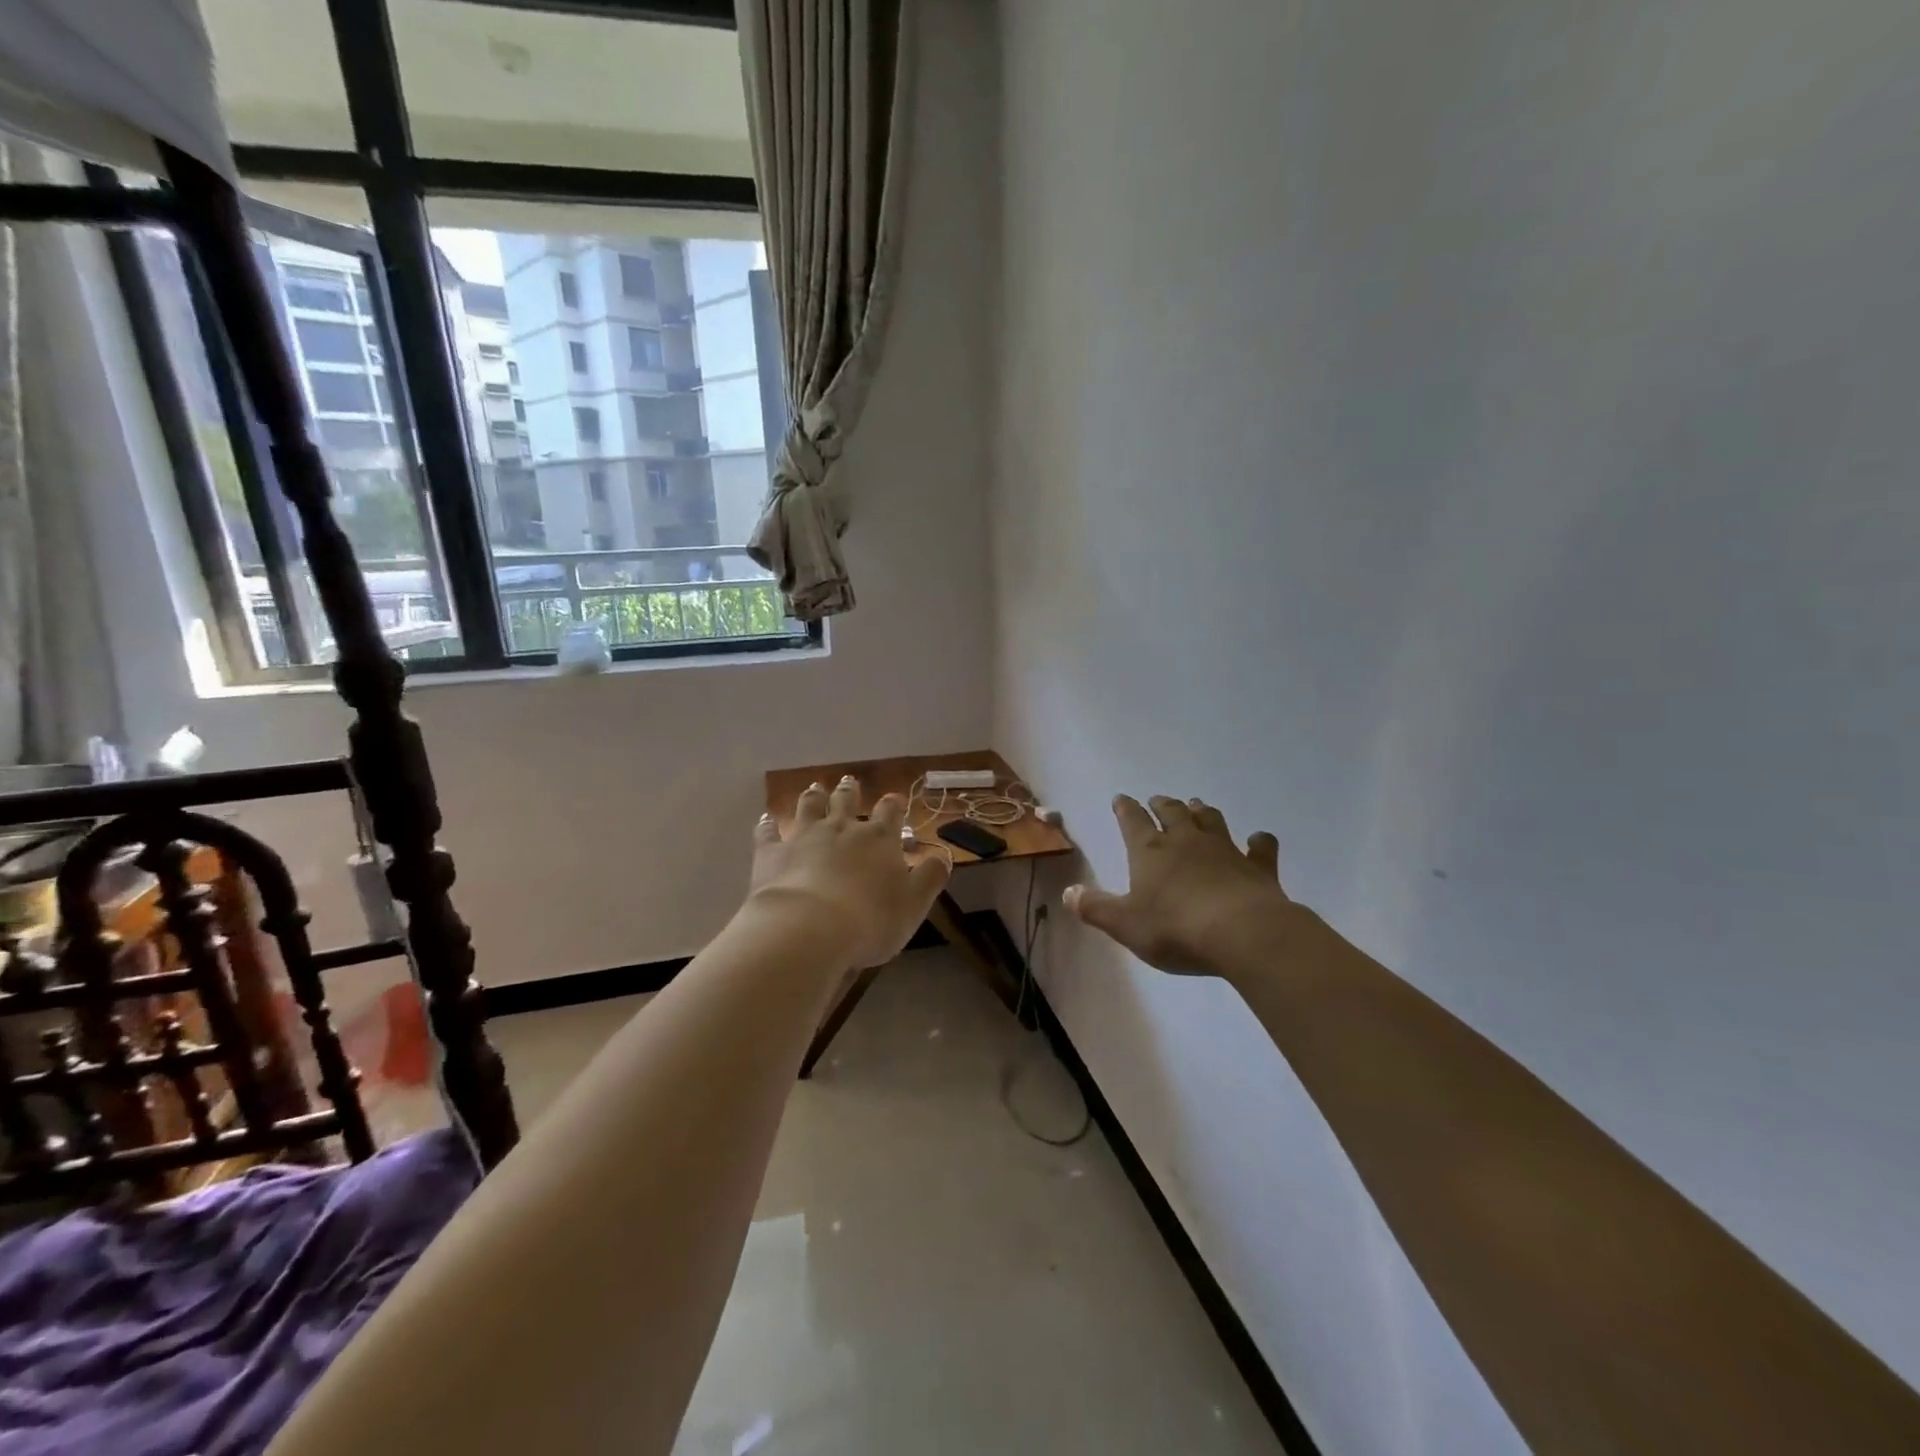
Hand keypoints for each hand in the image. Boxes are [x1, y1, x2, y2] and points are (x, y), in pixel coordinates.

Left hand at [749, 777, 950, 968]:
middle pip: (846, 801)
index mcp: (879, 839)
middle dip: (850, 791)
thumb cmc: (870, 920)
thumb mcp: (914, 904)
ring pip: (809, 807)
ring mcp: (804, 837)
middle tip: (849, 781)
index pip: (890, 812)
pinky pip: (768, 832)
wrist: (809, 929)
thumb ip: (930, 878)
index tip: (894, 800)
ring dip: (813, 796)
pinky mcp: (772, 853)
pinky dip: (768, 824)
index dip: (893, 805)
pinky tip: (766, 818)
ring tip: (814, 787)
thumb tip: (943, 856)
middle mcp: (842, 829)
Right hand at [1064, 795, 1292, 977]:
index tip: (1121, 798)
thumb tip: (1068, 892)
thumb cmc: (1176, 929)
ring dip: (1202, 812)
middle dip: (1162, 805)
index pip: (1132, 821)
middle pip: (1172, 813)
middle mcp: (1186, 841)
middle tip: (1158, 800)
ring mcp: (1225, 850)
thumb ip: (1096, 908)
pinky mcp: (1258, 867)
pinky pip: (1260, 848)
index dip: (1125, 809)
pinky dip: (1259, 842)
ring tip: (1197, 806)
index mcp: (1150, 851)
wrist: (1243, 934)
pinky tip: (1259, 839)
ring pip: (1211, 821)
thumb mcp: (1125, 925)